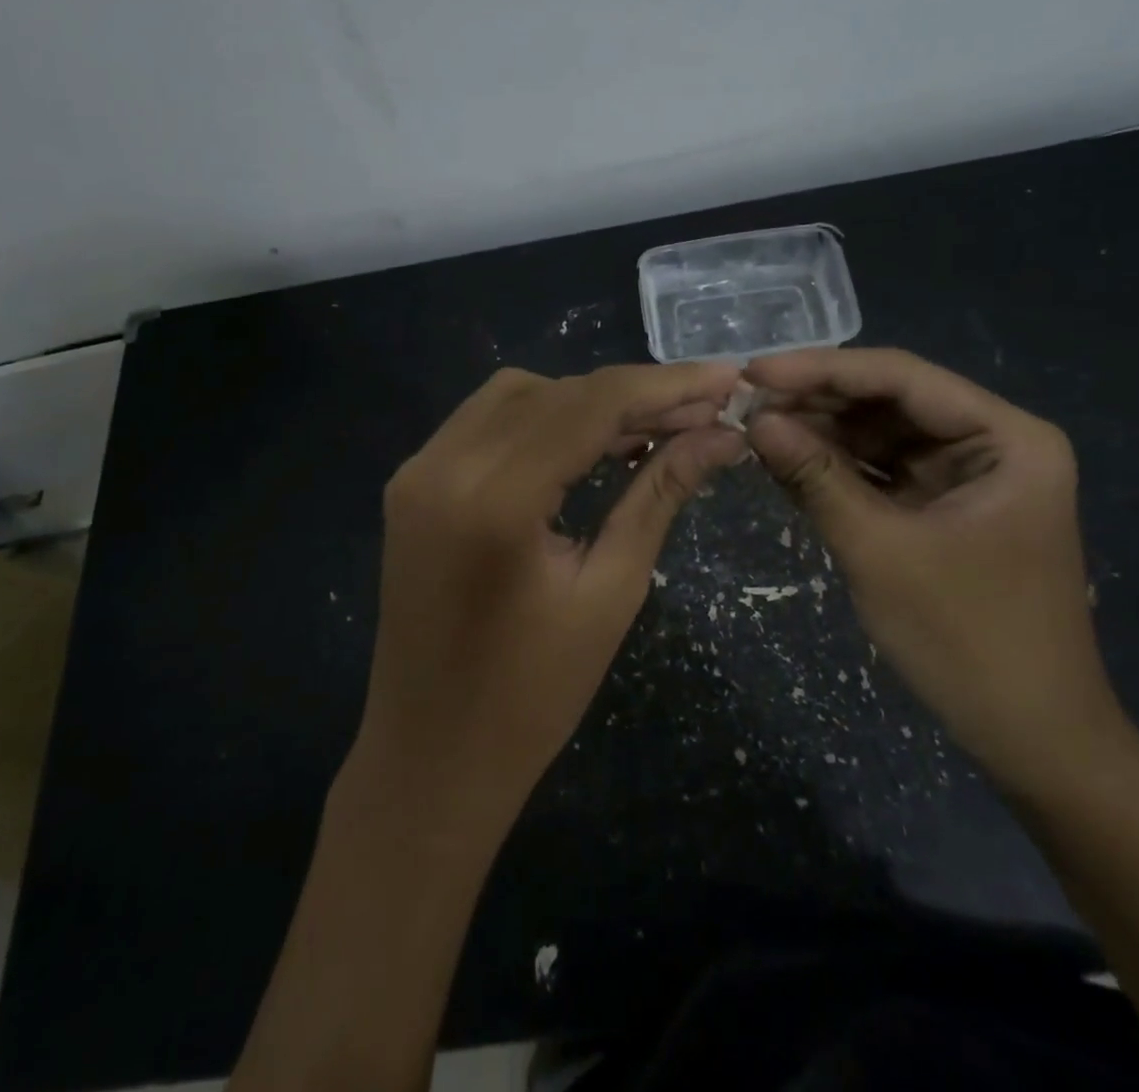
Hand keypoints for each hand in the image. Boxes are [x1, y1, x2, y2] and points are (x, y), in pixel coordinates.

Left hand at [351, 362, 745, 841]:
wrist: (429, 759)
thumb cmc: (531, 698)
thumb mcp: (611, 593)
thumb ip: (659, 496)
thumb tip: (720, 436)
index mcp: (495, 499)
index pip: (591, 404)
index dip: (666, 384)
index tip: (726, 378)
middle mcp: (443, 464)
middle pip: (555, 391)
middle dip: (632, 394)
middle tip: (700, 412)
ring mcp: (417, 470)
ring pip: (516, 395)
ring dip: (585, 402)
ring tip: (651, 428)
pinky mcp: (412, 483)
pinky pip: (484, 423)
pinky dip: (541, 420)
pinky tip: (588, 443)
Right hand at [743, 348, 1121, 786]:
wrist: (1030, 738)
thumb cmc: (967, 640)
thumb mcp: (880, 550)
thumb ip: (815, 477)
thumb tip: (755, 419)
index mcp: (1007, 438)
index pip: (901, 377)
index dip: (821, 369)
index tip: (753, 370)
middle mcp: (992, 442)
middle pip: (889, 400)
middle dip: (816, 401)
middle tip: (743, 401)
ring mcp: (967, 475)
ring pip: (879, 434)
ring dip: (819, 432)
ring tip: (752, 426)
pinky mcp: (943, 505)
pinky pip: (880, 470)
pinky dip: (835, 467)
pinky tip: (784, 459)